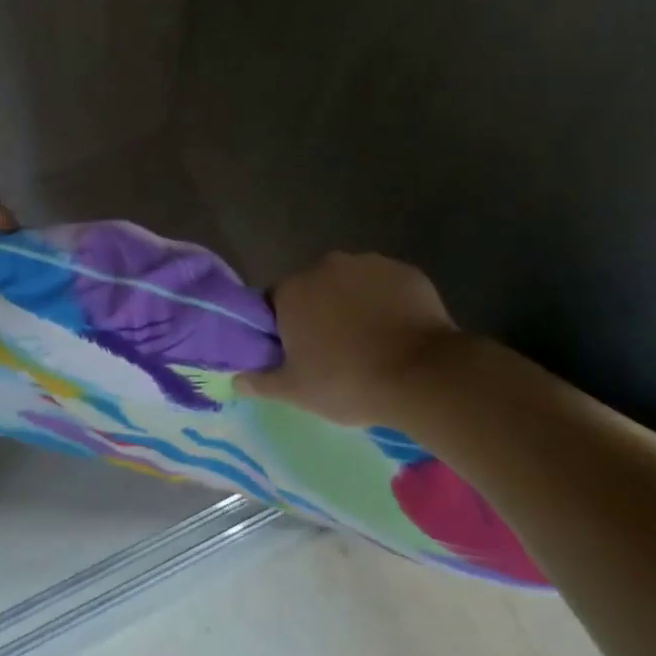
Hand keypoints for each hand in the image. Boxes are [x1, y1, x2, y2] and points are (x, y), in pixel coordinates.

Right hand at [238, 252, 460, 425]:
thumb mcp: (297, 391)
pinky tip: (399, 333)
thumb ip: (261, 381)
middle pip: (315, 288)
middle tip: (336, 352)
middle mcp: (326, 265)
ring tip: (372, 343)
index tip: (301, 353)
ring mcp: (369, 264)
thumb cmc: (347, 382)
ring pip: (352, 284)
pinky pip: (387, 286)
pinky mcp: (405, 271)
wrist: (421, 375)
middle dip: (321, 312)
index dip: (286, 328)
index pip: (277, 302)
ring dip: (355, 305)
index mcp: (293, 289)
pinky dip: (388, 303)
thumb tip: (234, 380)